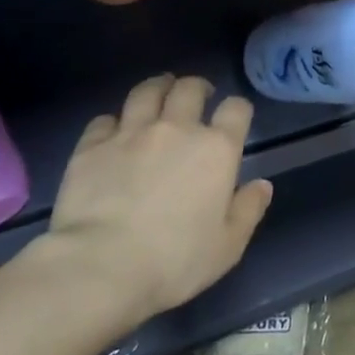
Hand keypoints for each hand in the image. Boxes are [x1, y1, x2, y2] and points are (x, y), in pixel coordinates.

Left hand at [26, 74, 272, 344]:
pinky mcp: (92, 147)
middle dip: (196, 87)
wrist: (100, 267)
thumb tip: (262, 185)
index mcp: (216, 149)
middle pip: (189, 88)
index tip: (234, 117)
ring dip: (157, 88)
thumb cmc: (174, 261)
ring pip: (146, 92)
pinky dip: (112, 122)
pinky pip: (104, 120)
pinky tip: (113, 131)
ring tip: (158, 93)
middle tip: (196, 95)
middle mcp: (177, 129)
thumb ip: (249, 210)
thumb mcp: (228, 246)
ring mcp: (131, 133)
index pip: (236, 109)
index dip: (237, 109)